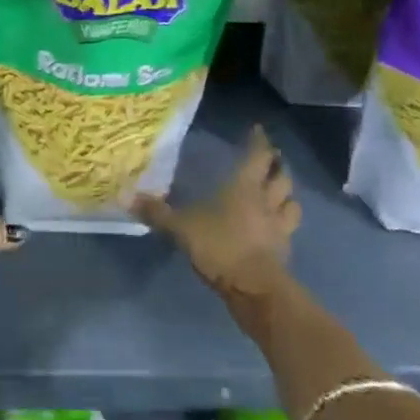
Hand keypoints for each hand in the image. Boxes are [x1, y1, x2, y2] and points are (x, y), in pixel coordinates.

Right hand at [133, 125, 298, 298]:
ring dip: (287, 195)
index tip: (259, 130)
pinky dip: (284, 225)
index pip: (258, 156)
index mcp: (244, 187)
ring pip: (292, 203)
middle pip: (281, 177)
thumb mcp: (181, 228)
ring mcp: (279, 227)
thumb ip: (158, 213)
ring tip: (280, 193)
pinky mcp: (284, 251)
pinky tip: (275, 229)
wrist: (254, 289)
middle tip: (271, 160)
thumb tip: (127, 197)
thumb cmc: (220, 246)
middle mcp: (266, 201)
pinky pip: (288, 231)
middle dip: (277, 166)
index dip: (259, 142)